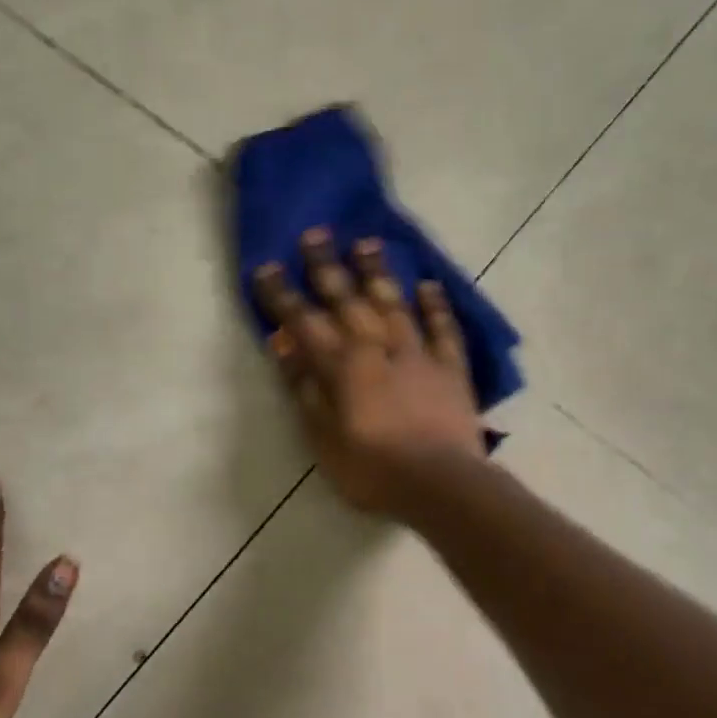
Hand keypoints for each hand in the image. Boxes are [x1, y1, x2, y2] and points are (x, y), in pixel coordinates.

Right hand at [254, 229, 485, 516]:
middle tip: (316, 234)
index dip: (283, 295)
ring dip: (378, 273)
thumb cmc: (370, 468)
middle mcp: (376, 347)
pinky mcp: (449, 367)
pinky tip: (428, 286)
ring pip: (393, 303)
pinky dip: (435, 306)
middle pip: (347, 300)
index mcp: (341, 366)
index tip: (267, 267)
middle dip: (327, 267)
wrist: (439, 483)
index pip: (304, 321)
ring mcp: (416, 354)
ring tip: (367, 243)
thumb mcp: (321, 437)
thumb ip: (303, 388)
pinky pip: (443, 329)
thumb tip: (284, 345)